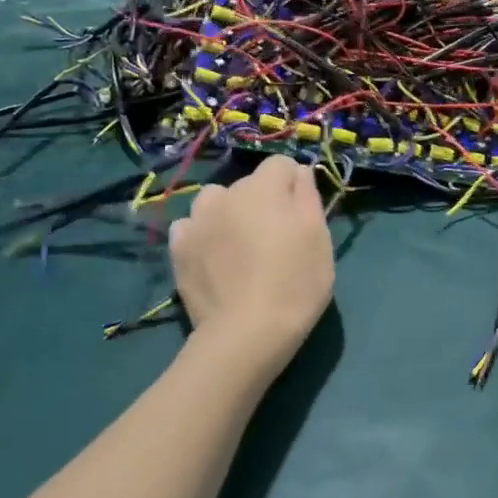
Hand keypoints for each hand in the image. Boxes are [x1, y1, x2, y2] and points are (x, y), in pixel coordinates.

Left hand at [168, 155, 334, 365]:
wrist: (247, 332)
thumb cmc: (295, 282)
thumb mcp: (319, 237)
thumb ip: (308, 196)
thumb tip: (299, 172)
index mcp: (263, 188)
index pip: (281, 164)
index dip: (294, 184)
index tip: (301, 213)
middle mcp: (226, 195)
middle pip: (249, 184)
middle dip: (263, 200)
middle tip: (275, 237)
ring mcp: (197, 221)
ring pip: (216, 201)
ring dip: (229, 213)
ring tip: (240, 245)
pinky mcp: (178, 249)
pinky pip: (192, 227)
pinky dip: (204, 235)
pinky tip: (215, 258)